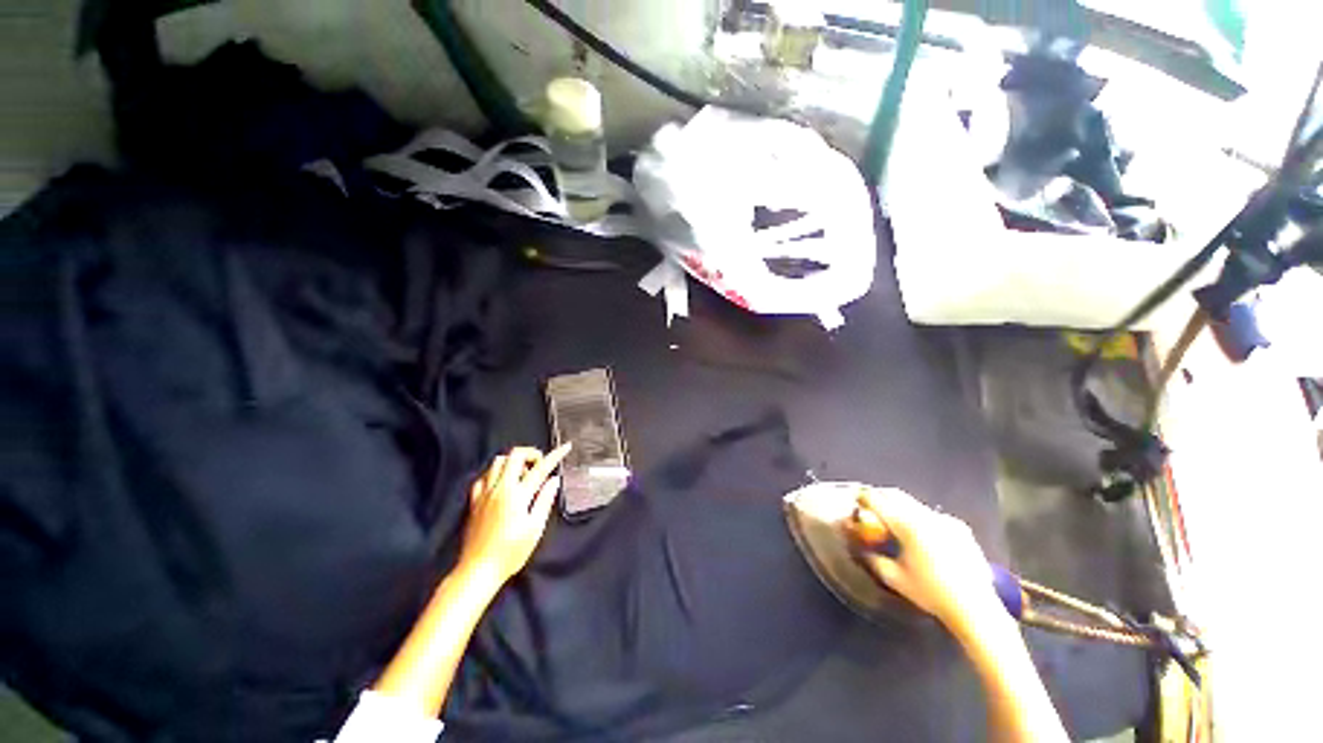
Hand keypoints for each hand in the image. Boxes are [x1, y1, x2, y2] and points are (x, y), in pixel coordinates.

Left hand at [457, 445, 570, 587]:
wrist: (477, 570)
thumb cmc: (510, 552)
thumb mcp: (535, 529)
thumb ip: (544, 500)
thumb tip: (553, 480)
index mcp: (517, 495)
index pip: (540, 468)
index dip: (555, 455)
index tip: (566, 447)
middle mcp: (500, 488)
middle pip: (515, 455)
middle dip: (531, 453)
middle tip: (540, 465)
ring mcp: (484, 493)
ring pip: (498, 461)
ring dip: (513, 461)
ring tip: (523, 475)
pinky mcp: (473, 501)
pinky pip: (483, 476)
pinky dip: (495, 473)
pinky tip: (502, 484)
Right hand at [847, 488, 1000, 633]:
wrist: (974, 608)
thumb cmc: (930, 593)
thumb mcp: (894, 578)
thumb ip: (873, 558)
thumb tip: (861, 547)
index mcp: (907, 526)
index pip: (878, 502)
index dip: (864, 498)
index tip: (856, 500)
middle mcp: (926, 516)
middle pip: (896, 496)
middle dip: (881, 496)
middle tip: (870, 503)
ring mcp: (945, 520)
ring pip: (915, 504)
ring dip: (900, 506)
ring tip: (893, 518)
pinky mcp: (960, 528)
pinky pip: (933, 515)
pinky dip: (920, 517)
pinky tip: (921, 534)